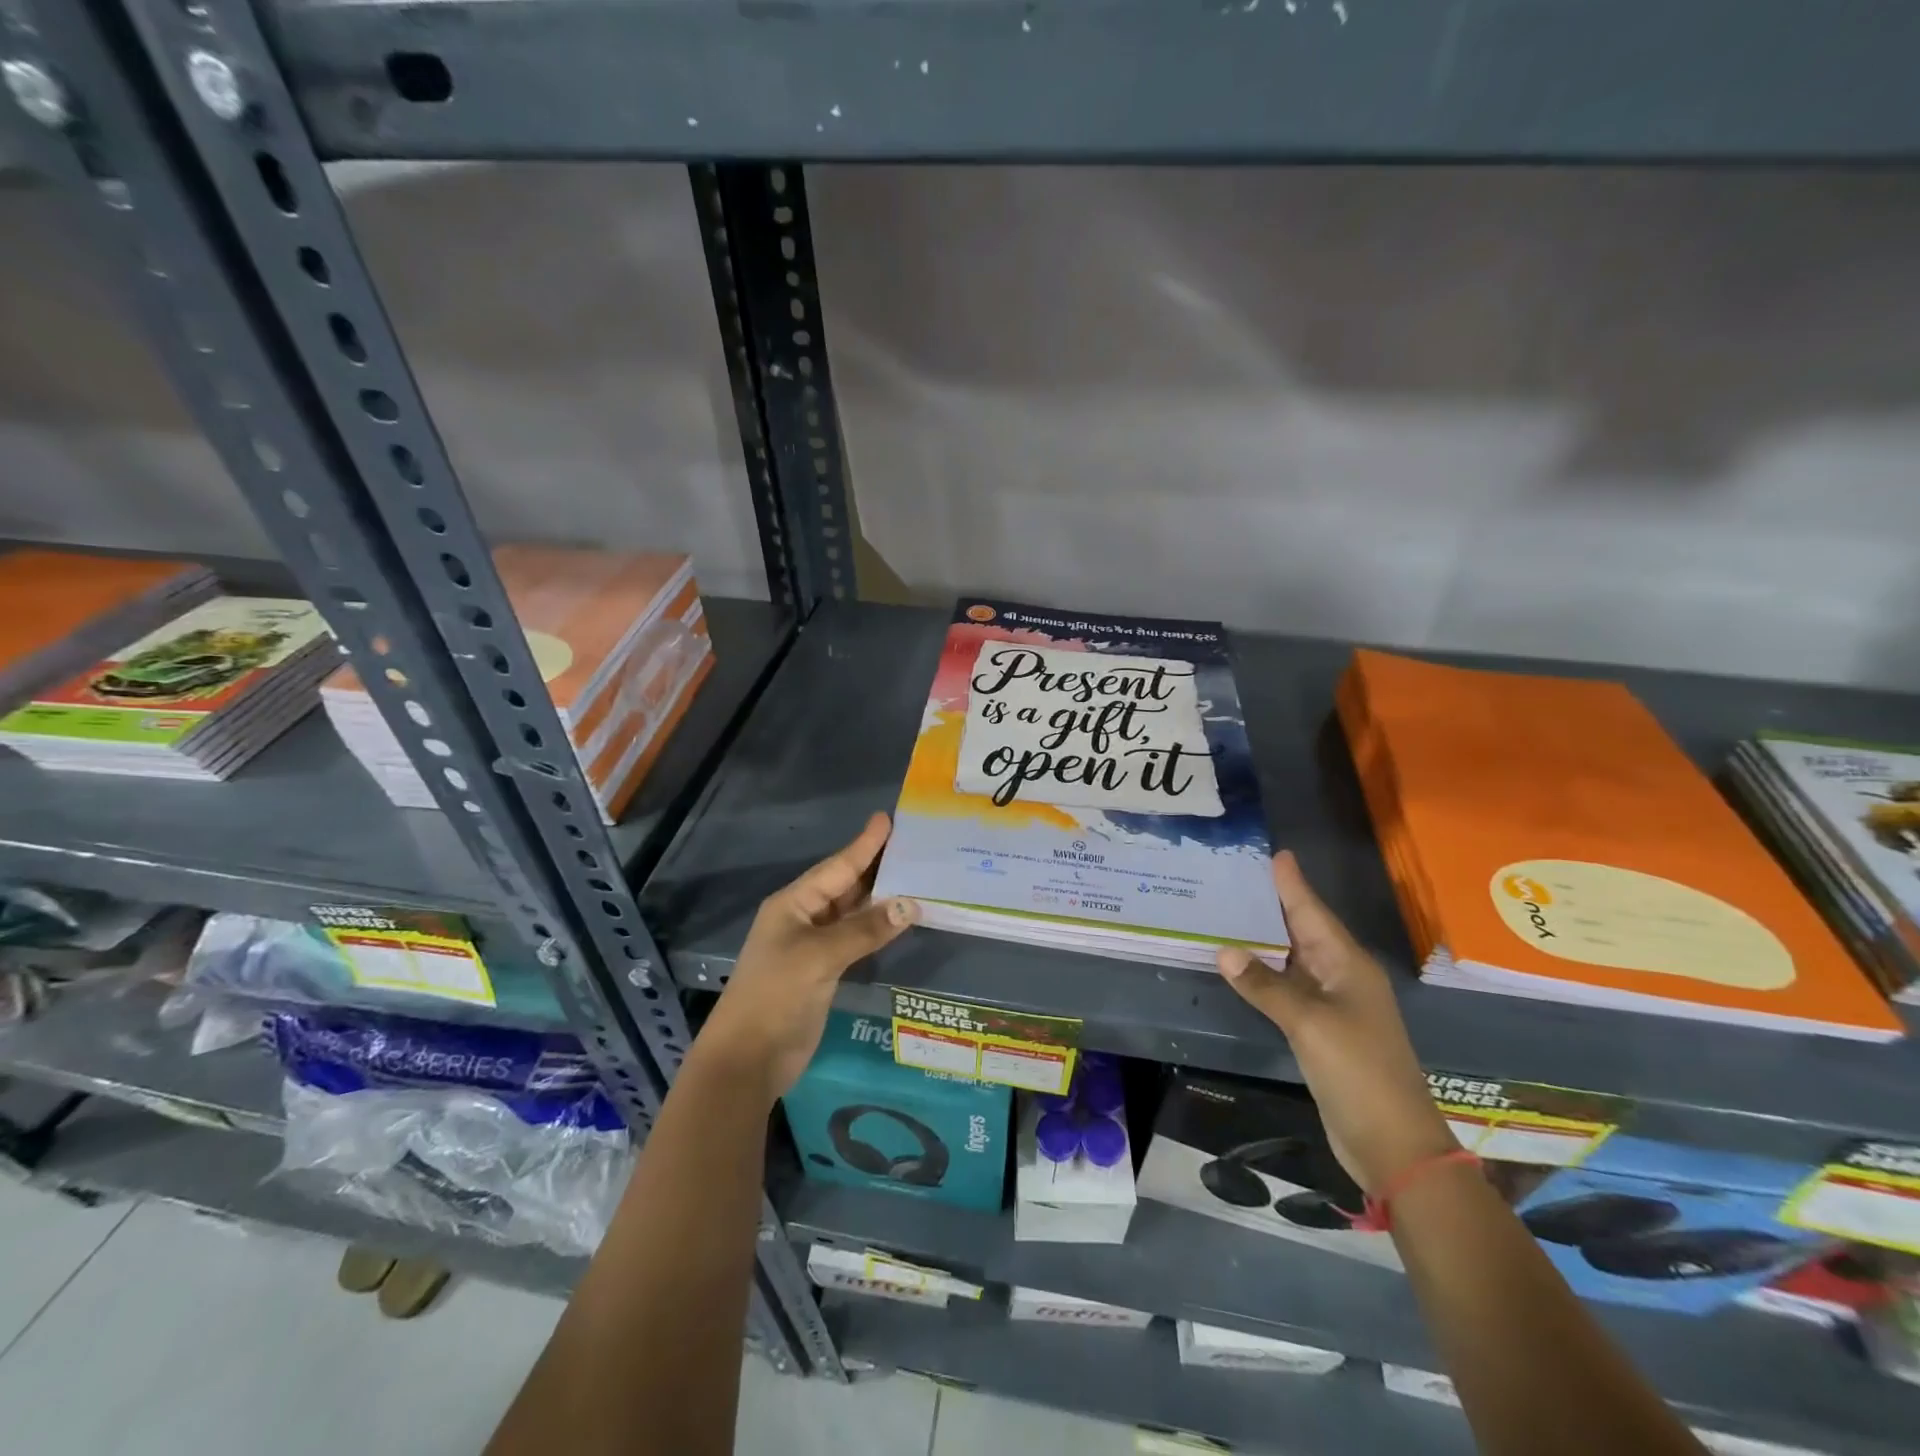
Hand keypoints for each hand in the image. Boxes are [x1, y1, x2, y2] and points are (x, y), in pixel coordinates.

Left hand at [697, 813, 917, 1099]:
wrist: (748, 1058)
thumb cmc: (776, 995)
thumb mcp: (819, 957)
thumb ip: (864, 930)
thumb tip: (910, 905)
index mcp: (793, 904)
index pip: (836, 867)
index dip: (864, 844)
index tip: (887, 819)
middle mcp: (803, 918)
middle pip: (845, 885)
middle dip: (876, 866)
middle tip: (912, 844)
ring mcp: (813, 946)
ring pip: (853, 912)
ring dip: (881, 898)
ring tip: (915, 875)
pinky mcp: (823, 971)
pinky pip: (856, 938)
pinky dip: (877, 928)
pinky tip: (899, 920)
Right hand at [1217, 852, 1455, 1194]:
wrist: (1393, 1143)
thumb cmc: (1358, 1071)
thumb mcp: (1309, 1023)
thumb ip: (1265, 986)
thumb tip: (1224, 951)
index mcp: (1348, 965)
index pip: (1312, 913)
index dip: (1293, 884)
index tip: (1277, 854)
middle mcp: (1342, 977)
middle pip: (1303, 930)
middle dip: (1275, 904)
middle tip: (1239, 876)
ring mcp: (1333, 1005)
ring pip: (1294, 959)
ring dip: (1266, 939)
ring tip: (1231, 912)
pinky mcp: (1322, 1030)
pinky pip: (1288, 988)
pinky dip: (1266, 973)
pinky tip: (1243, 966)